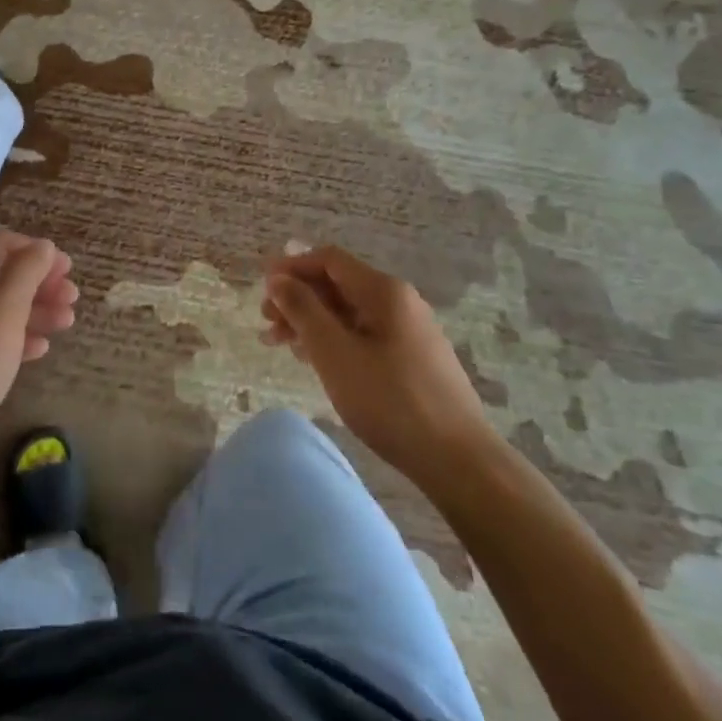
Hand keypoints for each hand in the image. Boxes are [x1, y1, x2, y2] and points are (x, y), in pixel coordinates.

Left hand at [0, 233, 76, 468]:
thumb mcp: (3, 310)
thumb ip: (26, 272)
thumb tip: (42, 245)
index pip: (1, 245)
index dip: (37, 252)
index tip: (69, 268)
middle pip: (2, 275)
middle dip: (40, 284)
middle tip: (73, 298)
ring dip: (35, 311)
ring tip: (67, 322)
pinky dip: (17, 337)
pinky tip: (41, 349)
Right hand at [261, 246, 493, 487]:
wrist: (459, 461)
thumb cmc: (389, 400)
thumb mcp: (334, 352)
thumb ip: (302, 309)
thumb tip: (278, 278)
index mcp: (383, 291)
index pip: (329, 260)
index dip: (291, 267)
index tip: (262, 288)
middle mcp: (399, 301)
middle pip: (338, 285)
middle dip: (298, 297)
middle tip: (267, 322)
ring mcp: (410, 331)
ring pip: (349, 312)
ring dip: (311, 321)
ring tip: (281, 344)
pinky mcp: (413, 359)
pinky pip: (364, 334)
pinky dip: (334, 339)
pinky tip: (315, 359)